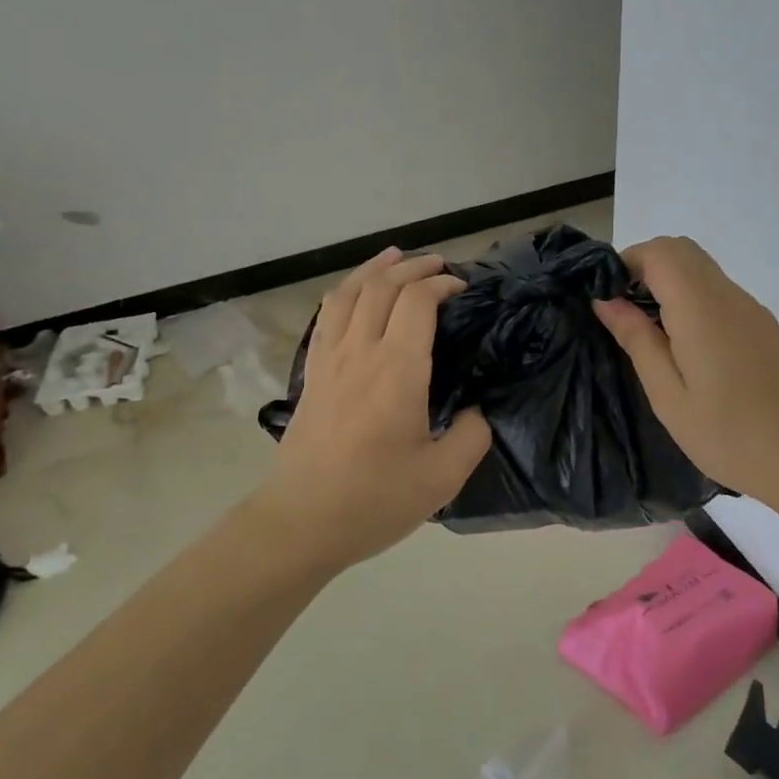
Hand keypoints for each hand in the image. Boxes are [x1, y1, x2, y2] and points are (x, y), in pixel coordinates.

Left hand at [258, 248, 491, 570]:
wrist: (300, 522)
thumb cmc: (373, 500)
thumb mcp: (442, 478)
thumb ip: (472, 436)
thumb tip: (478, 410)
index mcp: (397, 371)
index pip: (416, 302)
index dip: (441, 284)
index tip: (462, 289)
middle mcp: (360, 352)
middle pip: (382, 286)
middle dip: (413, 267)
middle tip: (439, 265)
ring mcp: (329, 360)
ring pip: (349, 293)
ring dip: (375, 268)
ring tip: (396, 256)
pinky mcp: (312, 374)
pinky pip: (327, 316)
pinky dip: (346, 292)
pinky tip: (356, 294)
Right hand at [592, 236, 778, 512]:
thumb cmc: (732, 436)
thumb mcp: (669, 397)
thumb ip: (637, 340)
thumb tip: (606, 300)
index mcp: (701, 308)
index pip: (659, 252)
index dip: (625, 262)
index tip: (606, 299)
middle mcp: (729, 296)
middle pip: (681, 251)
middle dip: (644, 267)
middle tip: (623, 313)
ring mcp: (752, 310)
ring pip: (702, 269)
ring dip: (669, 282)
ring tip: (650, 334)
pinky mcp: (765, 327)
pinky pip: (720, 292)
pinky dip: (692, 298)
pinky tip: (687, 347)